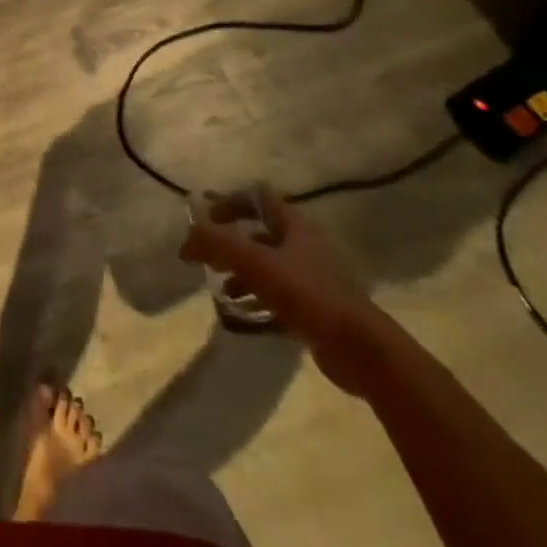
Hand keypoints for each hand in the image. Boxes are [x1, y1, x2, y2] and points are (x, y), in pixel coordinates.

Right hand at [180, 190, 392, 396]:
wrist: (360, 350)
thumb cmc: (307, 294)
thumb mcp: (253, 262)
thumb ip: (215, 244)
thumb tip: (185, 241)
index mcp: (295, 226)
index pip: (258, 197)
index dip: (230, 201)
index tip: (207, 218)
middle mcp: (306, 246)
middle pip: (261, 234)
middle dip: (231, 244)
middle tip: (208, 258)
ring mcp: (316, 278)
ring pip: (269, 267)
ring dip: (242, 275)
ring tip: (221, 291)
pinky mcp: (319, 309)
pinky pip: (280, 296)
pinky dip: (258, 300)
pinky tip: (242, 316)